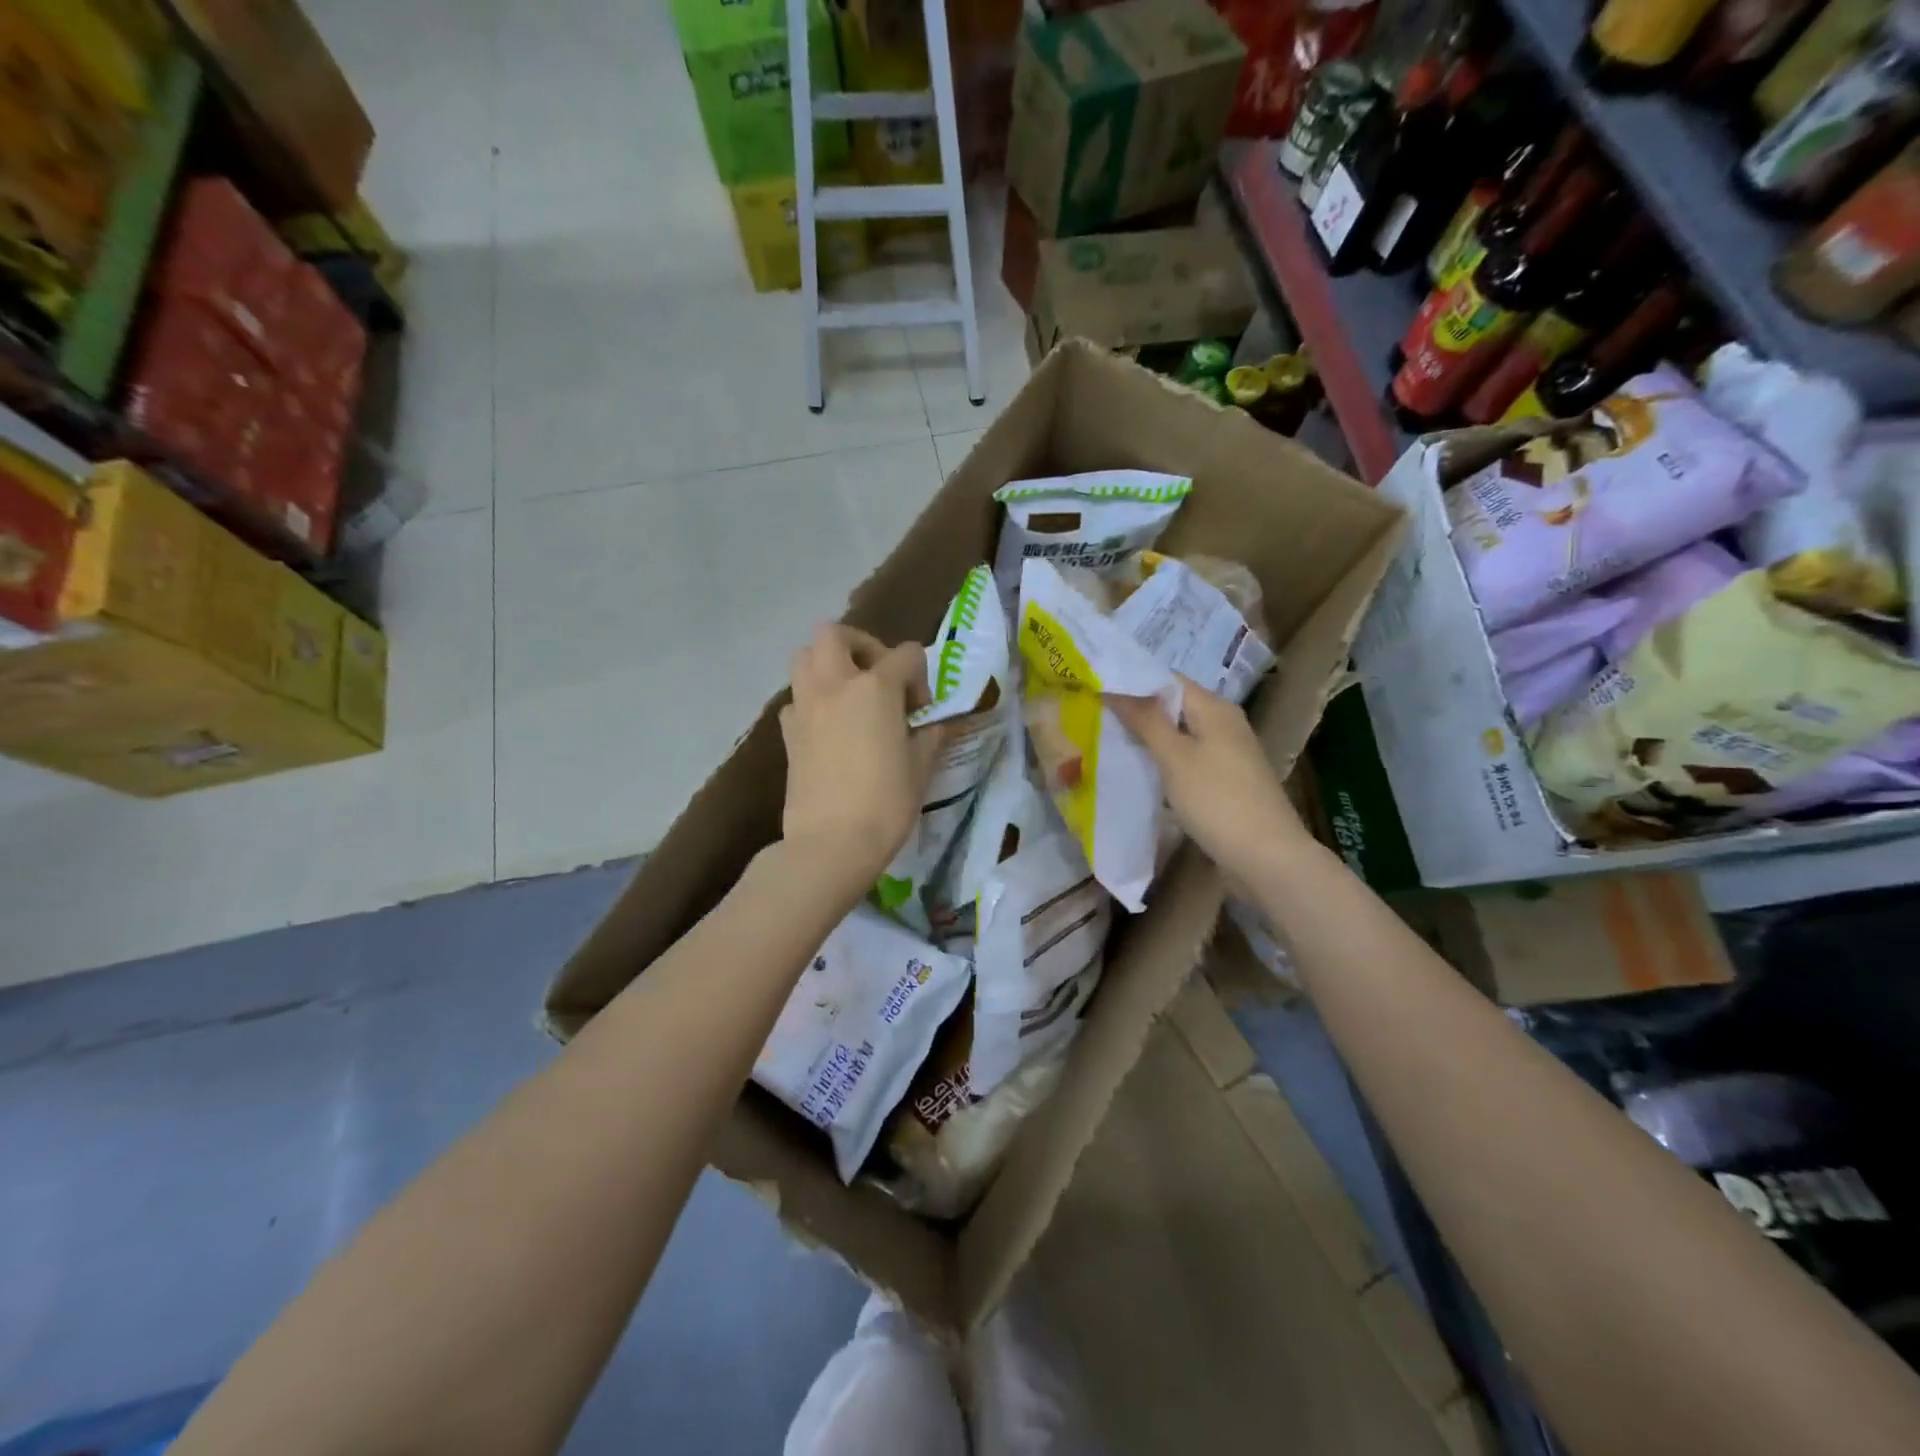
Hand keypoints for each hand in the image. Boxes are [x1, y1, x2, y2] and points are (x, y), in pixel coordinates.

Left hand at [780, 625, 944, 897]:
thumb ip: (930, 733)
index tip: (920, 711)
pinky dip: (812, 700)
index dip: (919, 677)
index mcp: (875, 687)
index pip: (906, 654)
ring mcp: (805, 705)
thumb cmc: (886, 804)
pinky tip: (829, 728)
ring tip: (850, 696)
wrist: (831, 842)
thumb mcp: (921, 766)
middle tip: (878, 677)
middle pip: (836, 633)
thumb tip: (933, 721)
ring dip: (828, 664)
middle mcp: (835, 684)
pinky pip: (796, 697)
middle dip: (861, 645)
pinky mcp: (787, 731)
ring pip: (804, 657)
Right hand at [1107, 679, 1311, 886]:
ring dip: (1148, 738)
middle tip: (1093, 716)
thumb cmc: (1217, 800)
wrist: (1266, 856)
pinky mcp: (1225, 780)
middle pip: (1173, 706)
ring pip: (1179, 735)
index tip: (1095, 688)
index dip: (1132, 681)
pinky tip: (1140, 773)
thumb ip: (1145, 720)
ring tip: (1107, 741)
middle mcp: (1223, 723)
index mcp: (1214, 708)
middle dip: (1135, 711)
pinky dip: (1164, 761)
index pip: (1166, 679)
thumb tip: (1114, 688)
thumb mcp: (1174, 757)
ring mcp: (1227, 753)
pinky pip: (1187, 759)